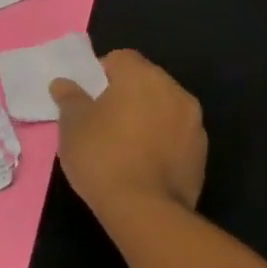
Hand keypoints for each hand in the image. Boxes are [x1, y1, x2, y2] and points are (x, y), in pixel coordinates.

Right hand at [51, 49, 207, 216]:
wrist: (144, 209)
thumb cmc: (101, 155)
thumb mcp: (72, 124)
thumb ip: (69, 98)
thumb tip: (64, 84)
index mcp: (142, 77)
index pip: (120, 58)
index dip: (100, 73)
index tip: (87, 97)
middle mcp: (174, 91)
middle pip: (146, 81)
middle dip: (125, 93)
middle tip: (101, 118)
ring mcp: (194, 123)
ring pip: (163, 108)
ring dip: (146, 116)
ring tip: (123, 142)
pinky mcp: (202, 153)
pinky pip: (175, 135)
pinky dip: (160, 140)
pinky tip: (141, 162)